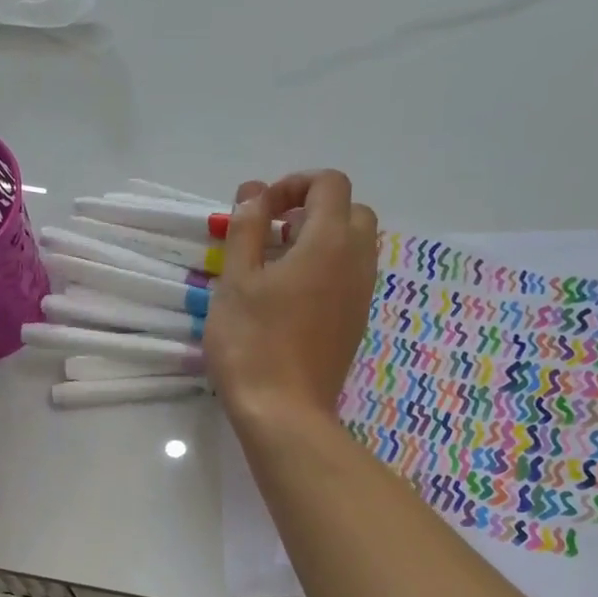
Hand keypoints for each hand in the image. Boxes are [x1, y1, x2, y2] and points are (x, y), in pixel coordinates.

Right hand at [204, 170, 377, 428]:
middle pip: (351, 212)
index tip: (260, 210)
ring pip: (354, 247)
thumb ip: (247, 228)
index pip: (329, 184)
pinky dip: (327, 270)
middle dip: (314, 209)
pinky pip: (350, 278)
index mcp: (329, 242)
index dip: (294, 183)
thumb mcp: (236, 280)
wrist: (284, 413)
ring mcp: (361, 296)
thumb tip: (255, 192)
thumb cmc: (252, 343)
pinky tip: (291, 298)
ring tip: (277, 266)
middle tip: (273, 233)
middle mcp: (356, 262)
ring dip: (321, 241)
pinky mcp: (356, 324)